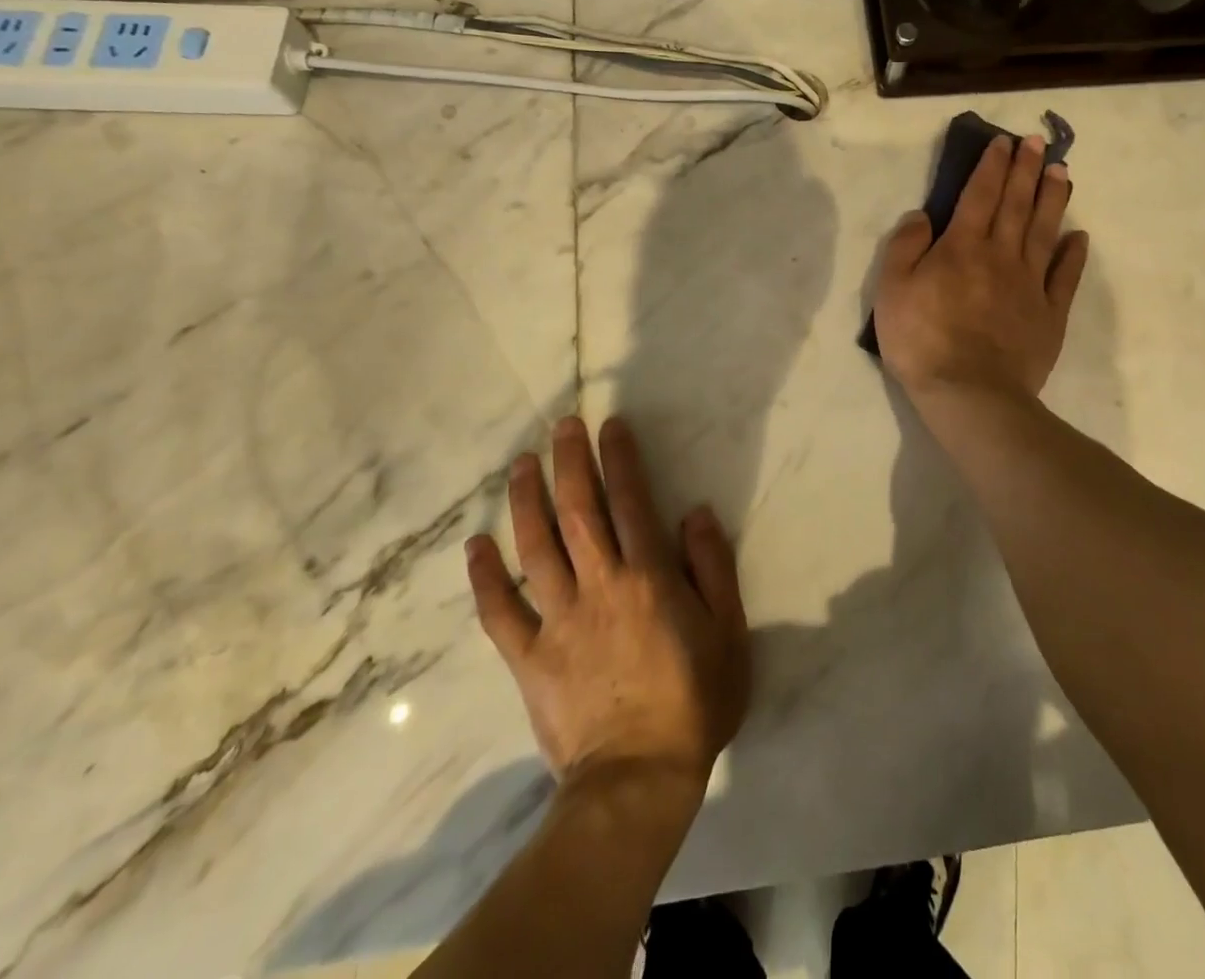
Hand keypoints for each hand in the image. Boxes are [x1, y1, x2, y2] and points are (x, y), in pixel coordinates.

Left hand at [464, 416, 750, 794]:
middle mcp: (599, 585)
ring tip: (520, 465)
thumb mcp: (729, 631)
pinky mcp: (529, 656)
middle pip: (579, 511)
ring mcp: (558, 620)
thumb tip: (694, 513)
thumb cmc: (694, 700)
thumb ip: (713, 567)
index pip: (631, 501)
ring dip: (526, 502)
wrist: (638, 779)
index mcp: (648, 577)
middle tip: (561, 426)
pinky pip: (500, 612)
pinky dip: (485, 578)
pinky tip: (475, 546)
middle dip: (570, 462)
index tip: (609, 425)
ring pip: (536, 548)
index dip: (620, 458)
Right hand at [874, 133, 1087, 400]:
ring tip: (1061, 171)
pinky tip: (1079, 236)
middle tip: (1036, 142)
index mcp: (962, 247)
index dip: (991, 166)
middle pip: (1016, 204)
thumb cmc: (922, 340)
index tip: (1003, 142)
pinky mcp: (1049, 313)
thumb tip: (922, 215)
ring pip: (1044, 230)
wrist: (969, 393)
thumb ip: (905, 247)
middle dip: (1025, 169)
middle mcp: (1001, 255)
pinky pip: (1065, 276)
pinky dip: (1073, 253)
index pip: (979, 195)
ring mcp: (1030, 284)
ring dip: (1052, 198)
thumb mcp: (892, 290)